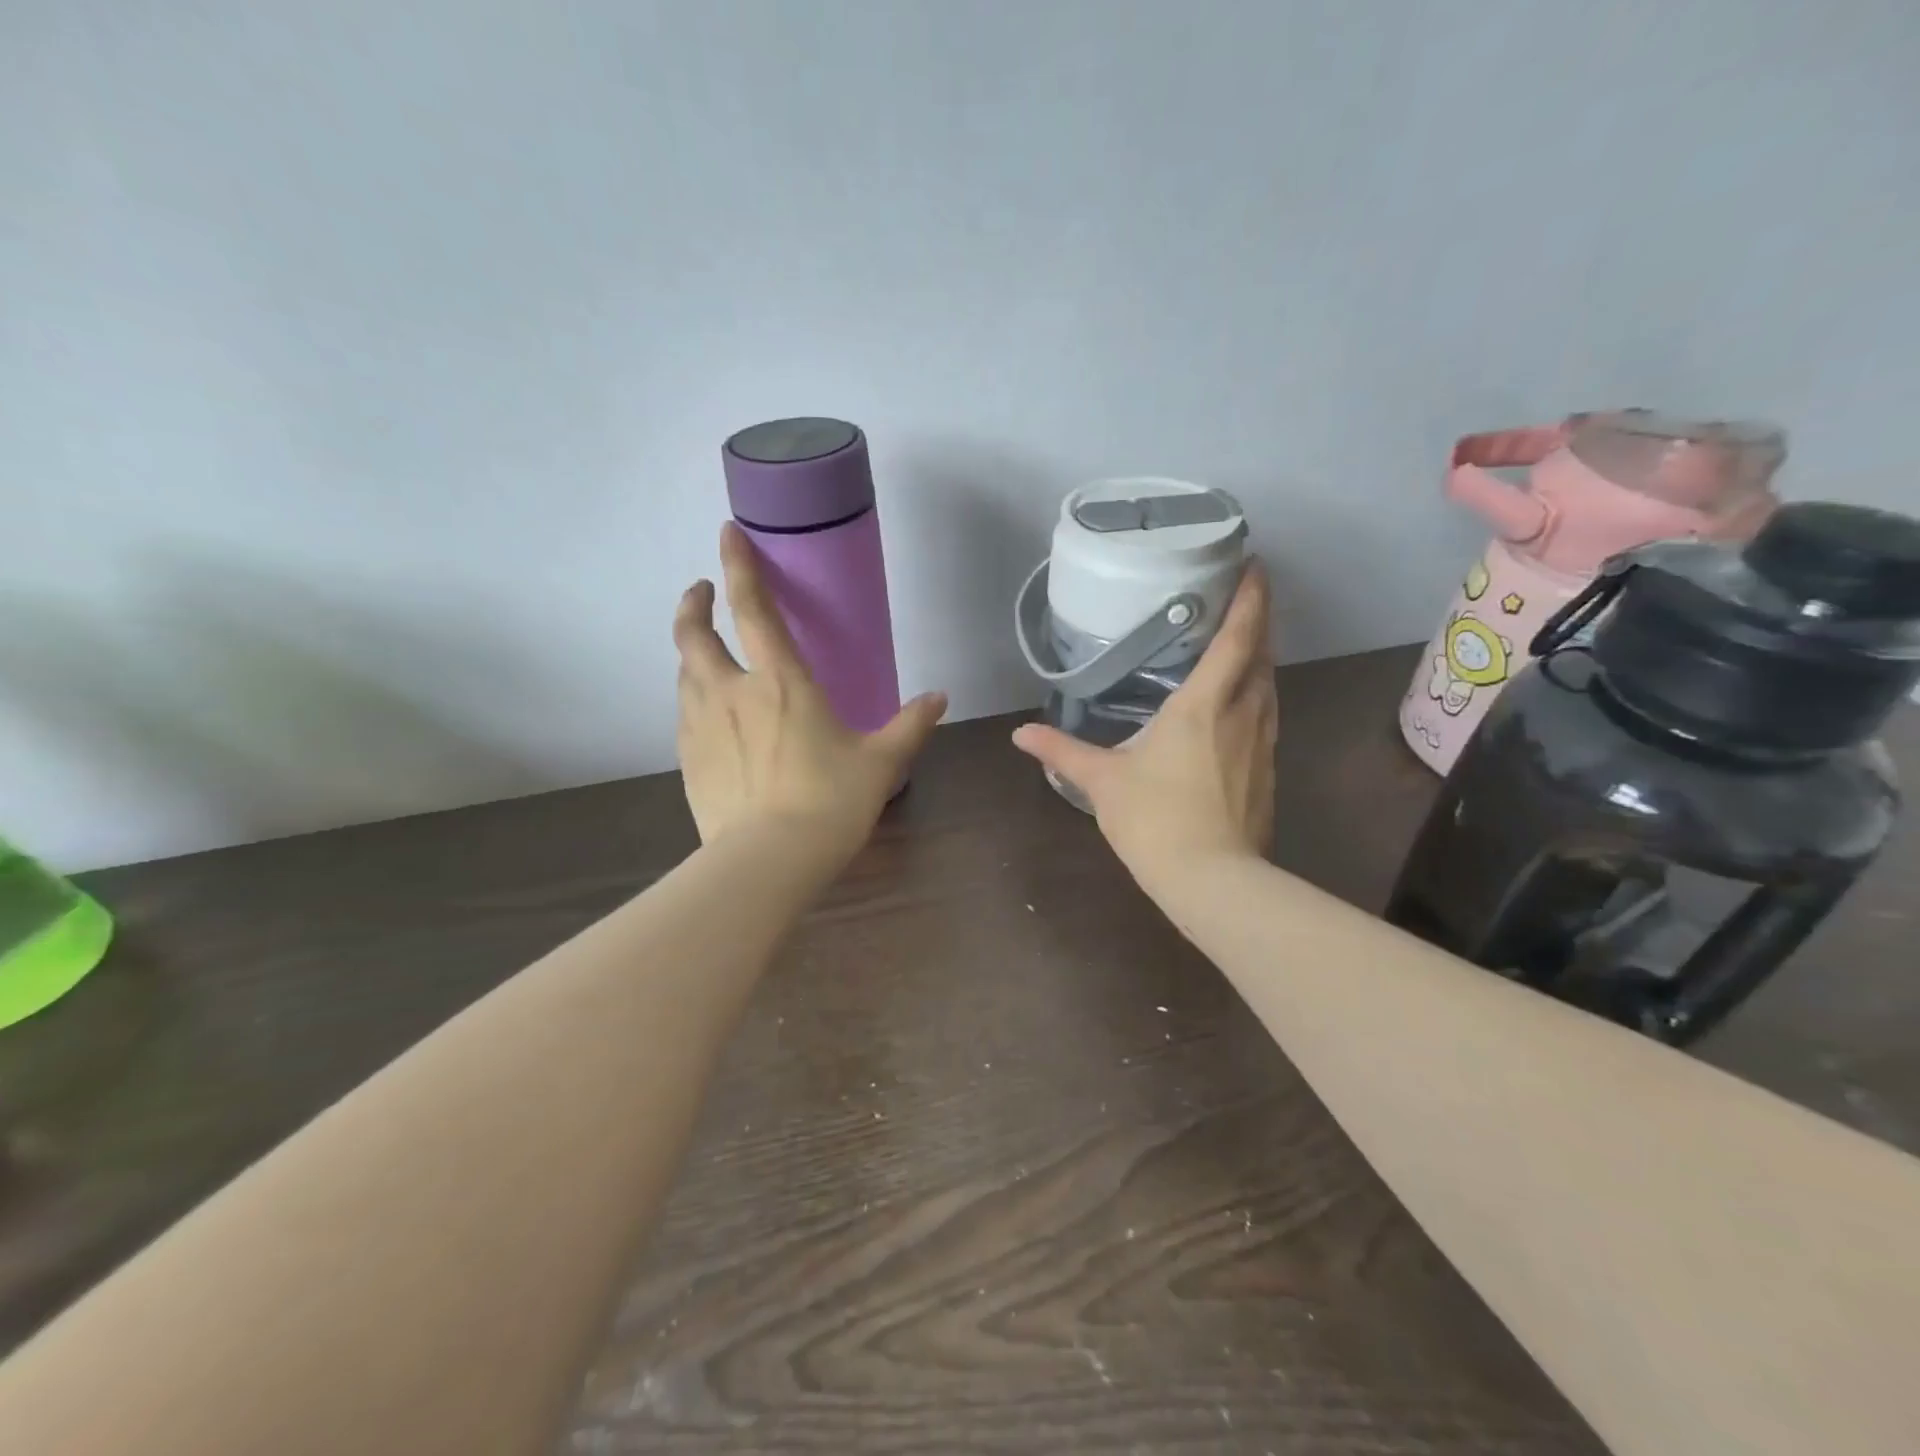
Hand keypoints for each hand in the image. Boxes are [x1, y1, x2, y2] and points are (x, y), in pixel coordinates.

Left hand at [673, 523, 947, 865]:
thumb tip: (939, 698)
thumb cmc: (829, 801)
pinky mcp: (687, 760)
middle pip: (695, 635)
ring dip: (692, 653)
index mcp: (781, 682)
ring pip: (684, 673)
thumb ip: (910, 725)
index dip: (739, 566)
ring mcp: (701, 726)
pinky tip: (709, 714)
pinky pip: (685, 714)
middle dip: (694, 605)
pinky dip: (694, 698)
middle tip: (702, 593)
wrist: (768, 861)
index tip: (727, 533)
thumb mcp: (880, 762)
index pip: (753, 609)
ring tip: (706, 652)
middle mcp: (732, 692)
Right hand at [1011, 561, 1276, 890]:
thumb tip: (1020, 734)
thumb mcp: (1102, 781)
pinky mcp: (1269, 770)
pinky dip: (1258, 692)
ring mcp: (1262, 742)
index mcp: (1203, 704)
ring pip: (1269, 685)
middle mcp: (1243, 713)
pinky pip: (1267, 714)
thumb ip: (1061, 751)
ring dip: (1261, 656)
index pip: (1237, 638)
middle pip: (1262, 654)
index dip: (1250, 598)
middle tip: (1245, 594)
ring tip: (1244, 640)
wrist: (1212, 880)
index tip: (1255, 564)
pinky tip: (1241, 702)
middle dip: (1259, 619)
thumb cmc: (1156, 819)